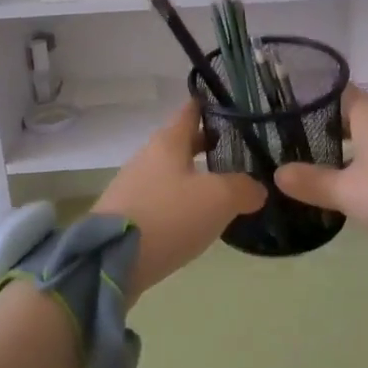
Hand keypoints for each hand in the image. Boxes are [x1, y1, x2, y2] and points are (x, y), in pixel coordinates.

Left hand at [95, 102, 266, 296]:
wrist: (109, 262)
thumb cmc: (168, 216)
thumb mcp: (218, 199)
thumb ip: (243, 188)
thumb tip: (258, 189)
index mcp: (168, 142)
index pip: (191, 111)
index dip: (211, 105)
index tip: (233, 104)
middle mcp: (148, 157)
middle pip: (182, 142)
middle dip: (208, 144)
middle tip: (239, 150)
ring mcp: (134, 186)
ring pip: (172, 172)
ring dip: (195, 177)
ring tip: (223, 189)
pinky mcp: (127, 215)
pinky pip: (161, 200)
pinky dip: (180, 203)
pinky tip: (196, 219)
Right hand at [273, 88, 367, 250]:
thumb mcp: (347, 192)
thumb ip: (311, 182)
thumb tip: (278, 172)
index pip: (335, 92)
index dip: (311, 99)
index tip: (285, 112)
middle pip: (351, 115)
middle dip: (325, 129)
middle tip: (294, 145)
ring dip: (347, 149)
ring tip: (319, 167)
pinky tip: (357, 185)